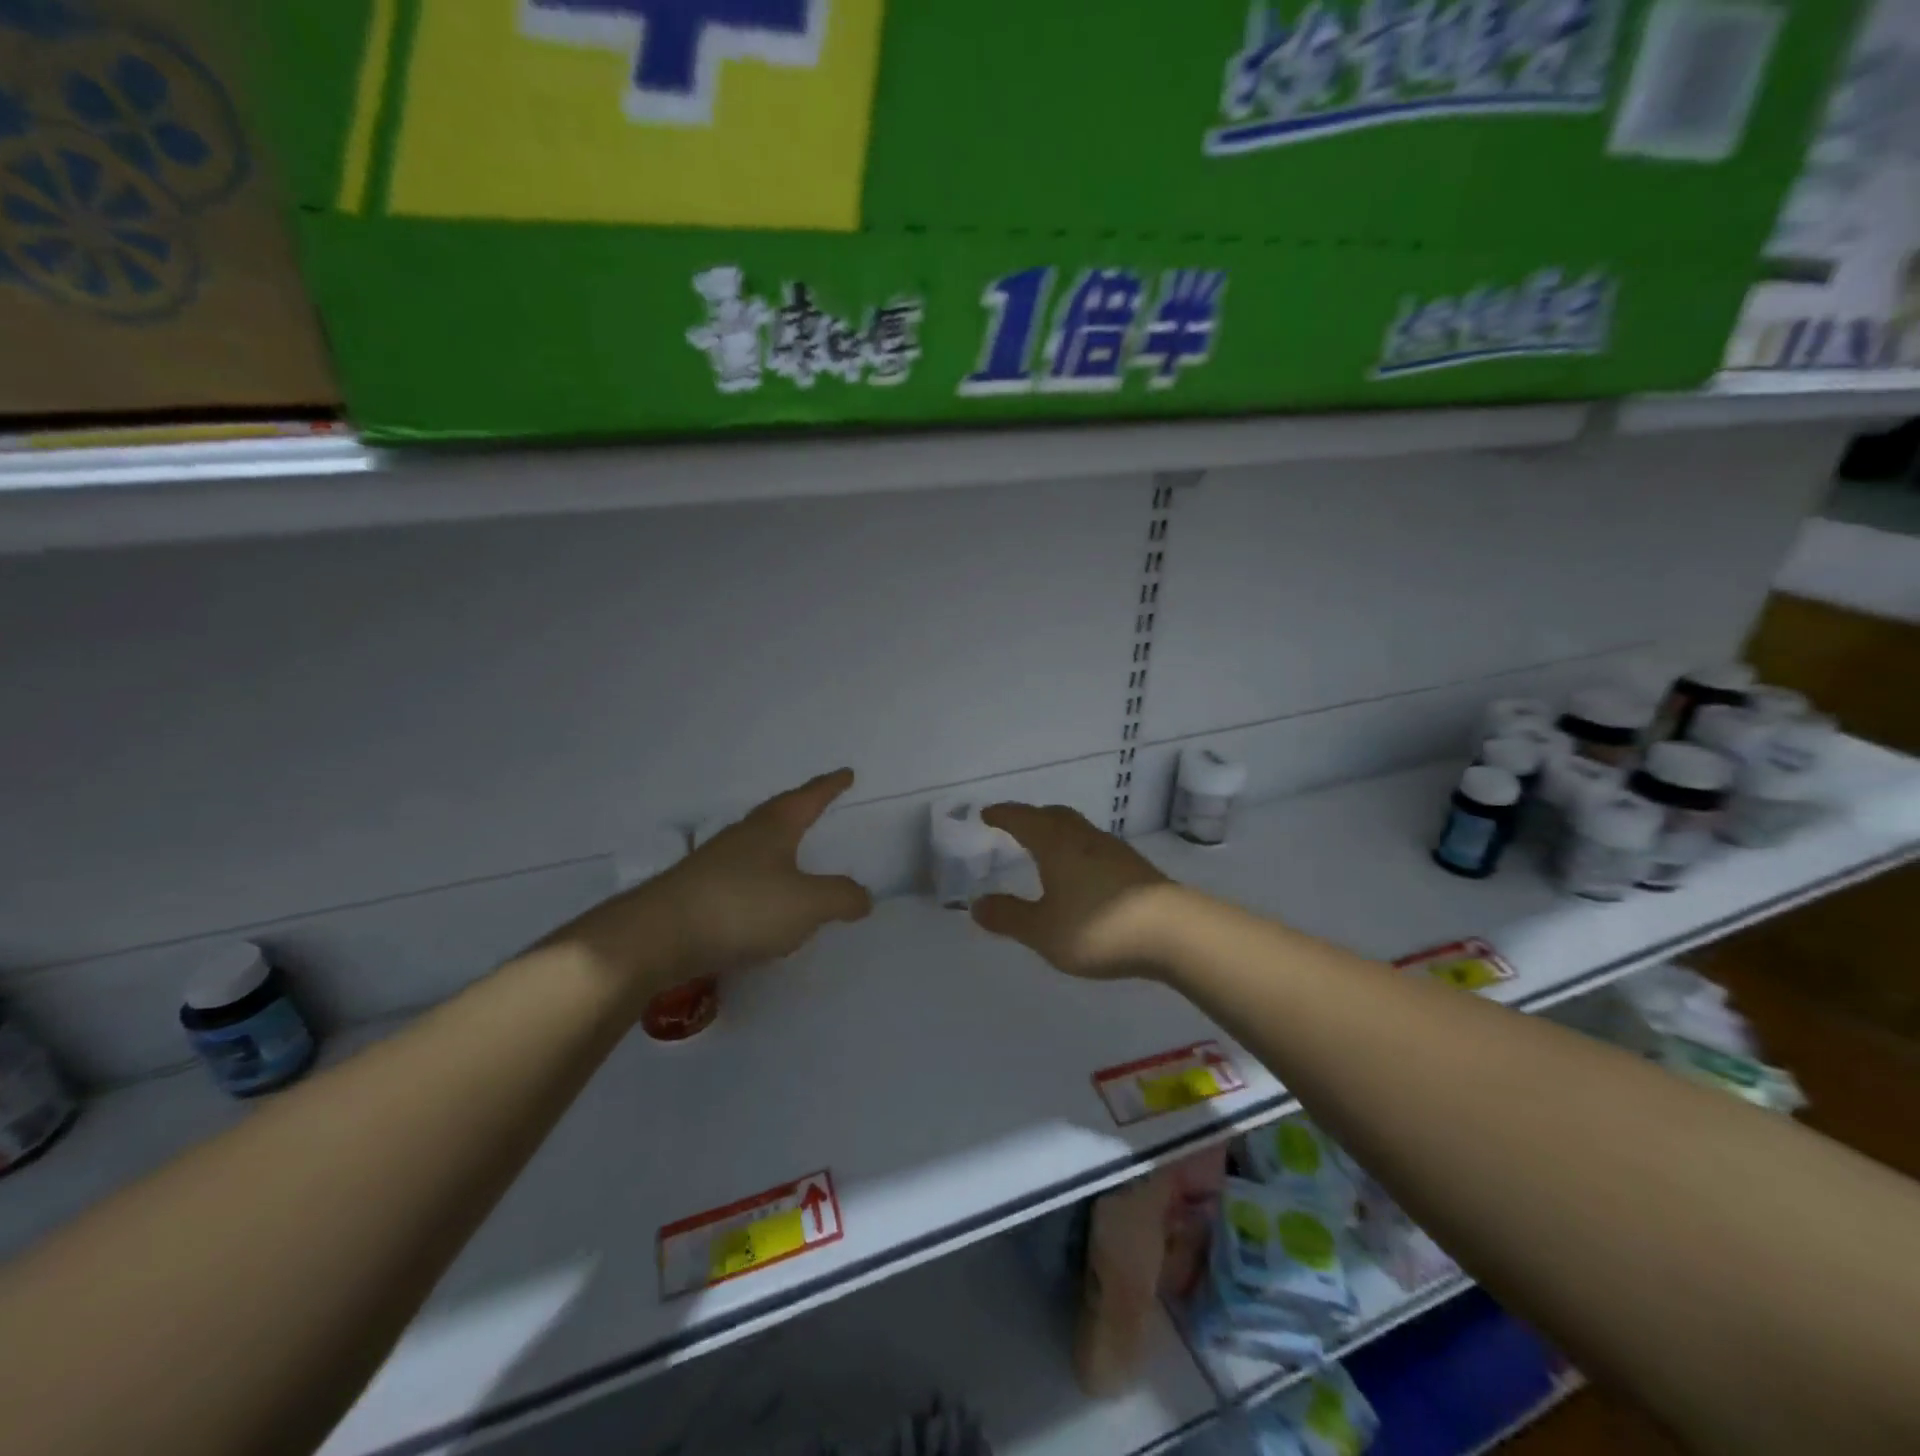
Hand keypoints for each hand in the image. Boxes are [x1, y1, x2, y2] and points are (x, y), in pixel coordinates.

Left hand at [553, 770, 873, 995]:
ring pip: (755, 846)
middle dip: (800, 810)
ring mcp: (715, 863)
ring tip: (794, 857)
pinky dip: (759, 882)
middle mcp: (743, 836)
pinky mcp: (697, 892)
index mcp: (774, 828)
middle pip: (778, 815)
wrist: (658, 935)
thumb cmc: (743, 907)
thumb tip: (863, 896)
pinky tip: (762, 904)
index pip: (809, 798)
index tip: (846, 774)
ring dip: (777, 847)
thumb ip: (841, 897)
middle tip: (818, 805)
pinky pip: (740, 878)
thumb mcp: (808, 904)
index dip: (830, 786)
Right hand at [970, 804, 1171, 978]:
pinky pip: (1096, 847)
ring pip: (1078, 829)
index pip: (1023, 820)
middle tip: (1016, 824)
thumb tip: (977, 904)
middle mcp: (1084, 839)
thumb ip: (1009, 916)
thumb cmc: (1098, 928)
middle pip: (1054, 816)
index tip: (987, 813)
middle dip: (1032, 817)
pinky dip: (1078, 850)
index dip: (1003, 815)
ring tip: (1047, 847)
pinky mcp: (1136, 868)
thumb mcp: (1043, 930)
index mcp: (1056, 845)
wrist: (1173, 932)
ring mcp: (1114, 851)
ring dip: (1058, 831)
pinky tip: (1082, 872)